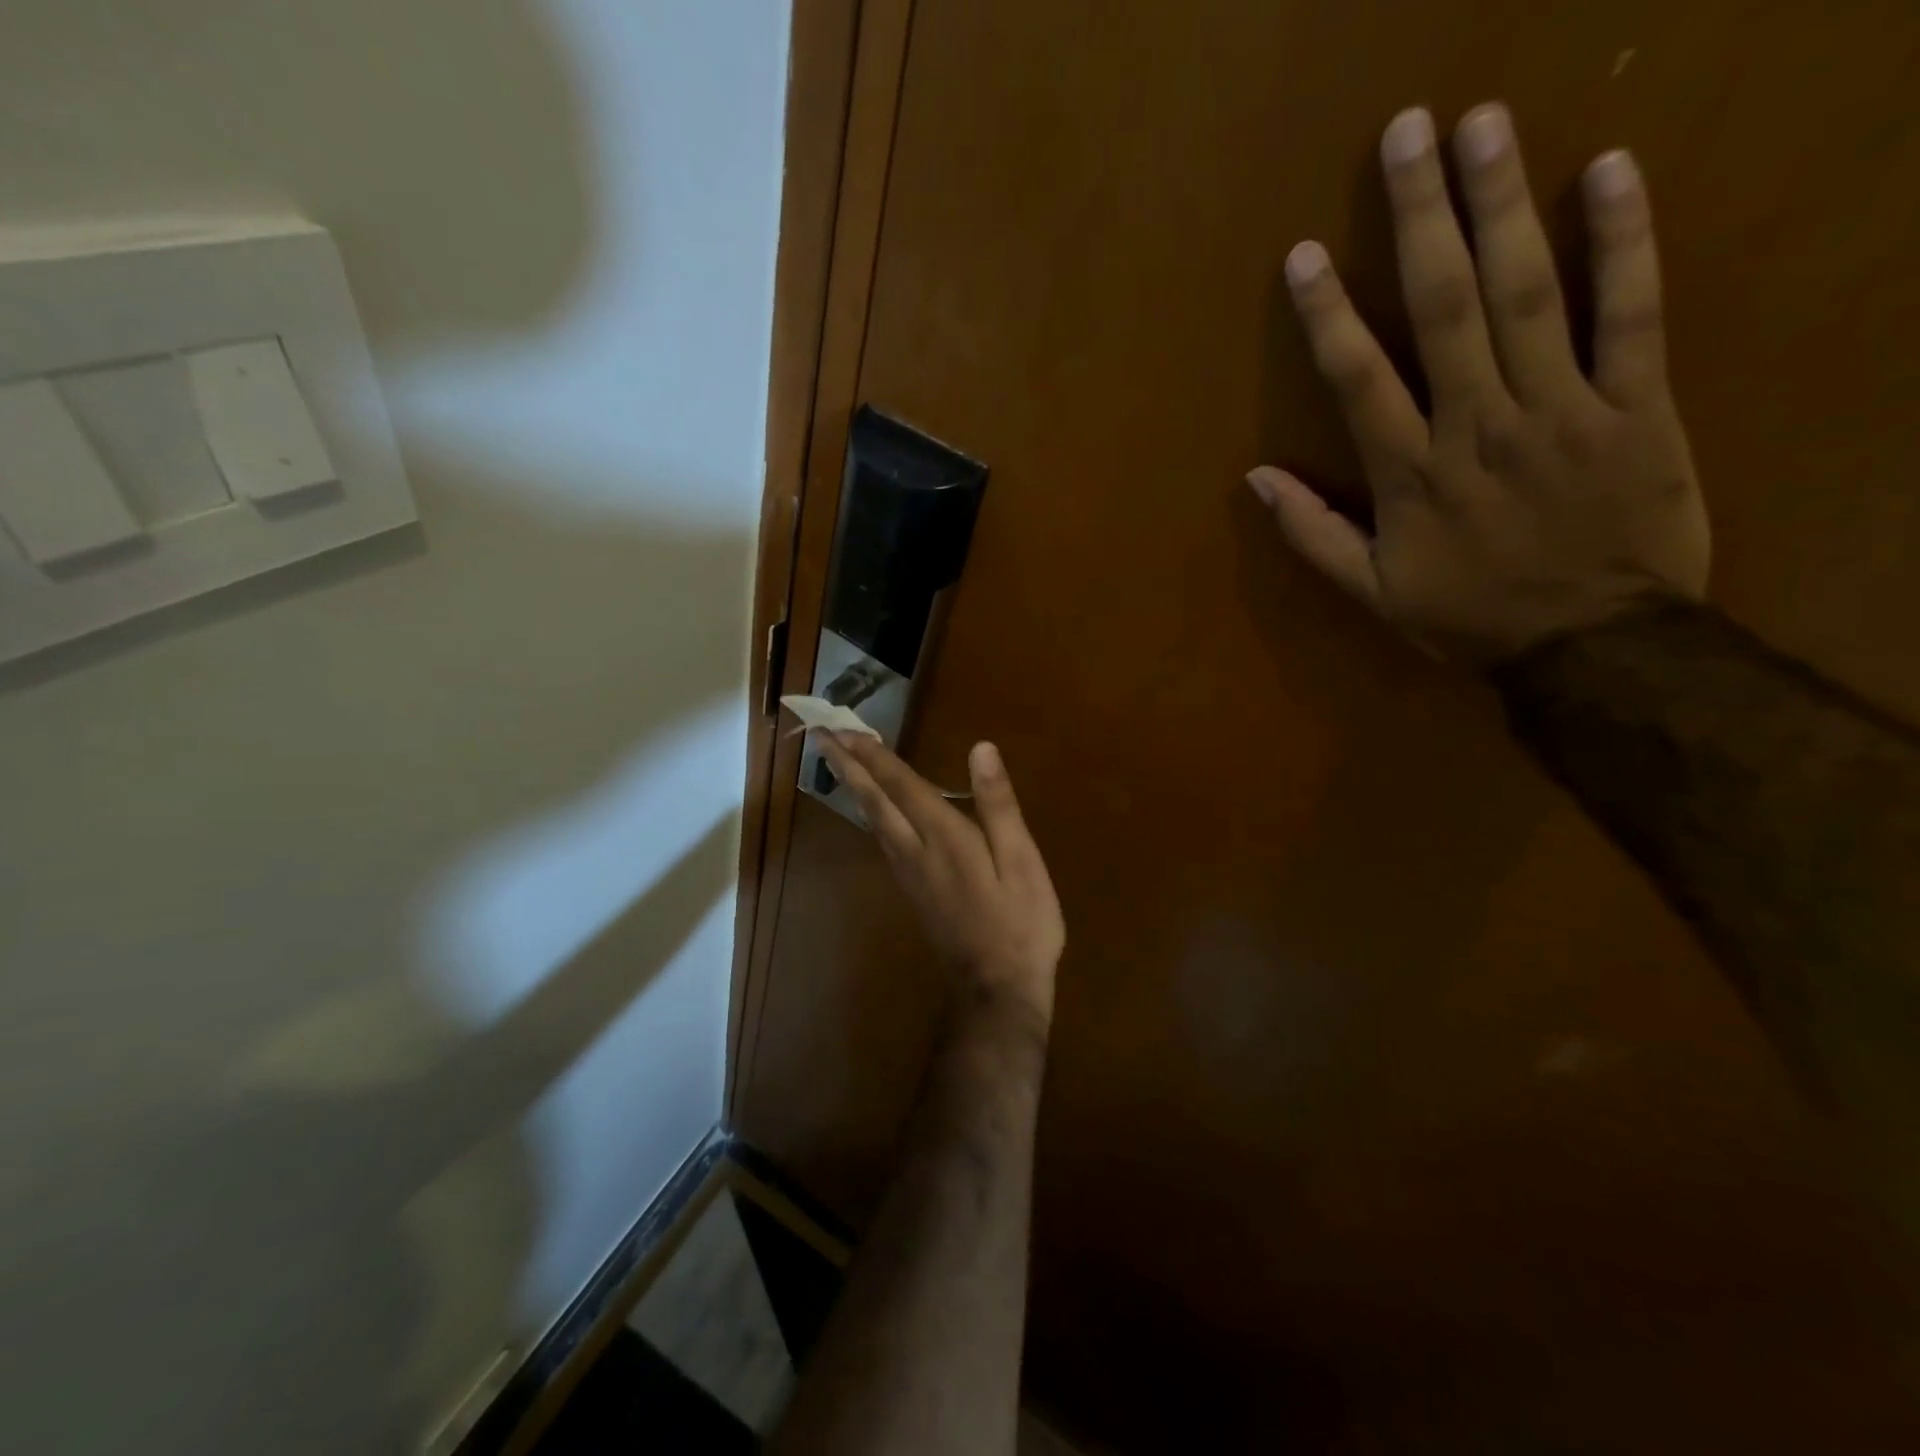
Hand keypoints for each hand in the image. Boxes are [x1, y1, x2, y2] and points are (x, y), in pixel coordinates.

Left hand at [816, 733, 1063, 1025]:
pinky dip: (869, 815)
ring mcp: (910, 875)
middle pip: (874, 801)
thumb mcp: (1021, 861)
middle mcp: (916, 851)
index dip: (873, 755)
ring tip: (837, 763)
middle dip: (848, 766)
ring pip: (873, 822)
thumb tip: (981, 749)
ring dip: (853, 787)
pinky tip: (870, 812)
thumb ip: (999, 805)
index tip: (842, 729)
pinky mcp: (913, 892)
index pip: (901, 785)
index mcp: (944, 837)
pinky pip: (881, 841)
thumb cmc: (1020, 923)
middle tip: (820, 736)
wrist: (997, 991)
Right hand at [1248, 102, 1709, 664]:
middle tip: (1409, 132)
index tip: (1304, 255)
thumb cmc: (1470, 618)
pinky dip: (1626, 242)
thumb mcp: (1373, 593)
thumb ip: (1313, 534)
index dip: (1328, 314)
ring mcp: (1562, 409)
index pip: (1360, 379)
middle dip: (1421, 219)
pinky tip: (1610, 173)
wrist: (1592, 646)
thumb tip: (1257, 480)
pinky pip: (1634, 314)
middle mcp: (1479, 426)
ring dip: (1505, 205)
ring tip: (1486, 126)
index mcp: (1412, 475)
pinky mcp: (1638, 405)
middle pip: (1446, 308)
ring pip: (1530, 295)